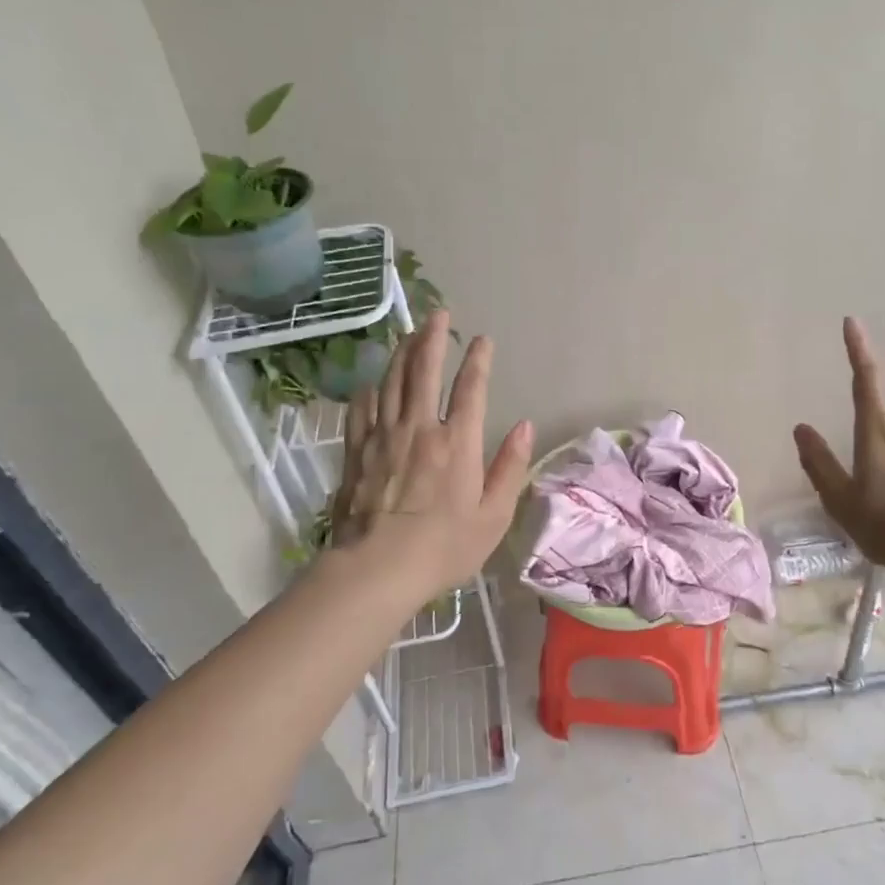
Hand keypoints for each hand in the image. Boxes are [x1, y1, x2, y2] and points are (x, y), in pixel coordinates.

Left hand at [329, 309, 533, 596]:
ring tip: (410, 334)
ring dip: (403, 353)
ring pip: (392, 382)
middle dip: (433, 338)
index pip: (471, 388)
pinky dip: (370, 391)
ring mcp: (384, 437)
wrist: (378, 569)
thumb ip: (510, 467)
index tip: (483, 340)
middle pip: (425, 371)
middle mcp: (420, 428)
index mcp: (458, 442)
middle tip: (439, 314)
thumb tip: (526, 426)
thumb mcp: (494, 515)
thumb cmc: (444, 547)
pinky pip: (363, 410)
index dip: (478, 360)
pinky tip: (373, 383)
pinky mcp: (358, 452)